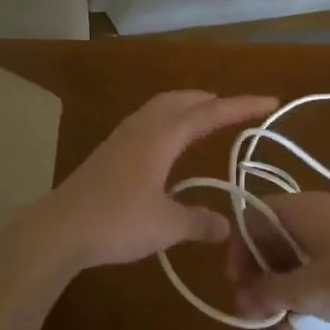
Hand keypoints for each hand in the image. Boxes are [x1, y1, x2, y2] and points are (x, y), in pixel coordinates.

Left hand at [41, 91, 277, 270]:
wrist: (58, 229)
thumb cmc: (116, 221)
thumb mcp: (166, 225)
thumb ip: (199, 222)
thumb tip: (226, 227)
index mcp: (161, 137)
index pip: (210, 113)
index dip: (242, 106)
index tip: (270, 101)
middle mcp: (142, 128)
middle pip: (181, 100)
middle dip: (211, 101)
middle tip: (236, 111)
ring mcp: (121, 138)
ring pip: (160, 108)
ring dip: (186, 108)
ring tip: (205, 120)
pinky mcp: (108, 153)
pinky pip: (146, 123)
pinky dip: (167, 122)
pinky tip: (168, 147)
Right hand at [223, 192, 329, 329]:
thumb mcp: (309, 291)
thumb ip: (269, 293)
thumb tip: (241, 298)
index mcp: (301, 210)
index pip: (253, 218)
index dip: (239, 251)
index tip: (238, 287)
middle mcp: (320, 212)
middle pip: (274, 237)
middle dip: (261, 276)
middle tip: (258, 313)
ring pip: (300, 254)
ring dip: (285, 287)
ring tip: (284, 325)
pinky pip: (325, 263)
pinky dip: (311, 286)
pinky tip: (313, 319)